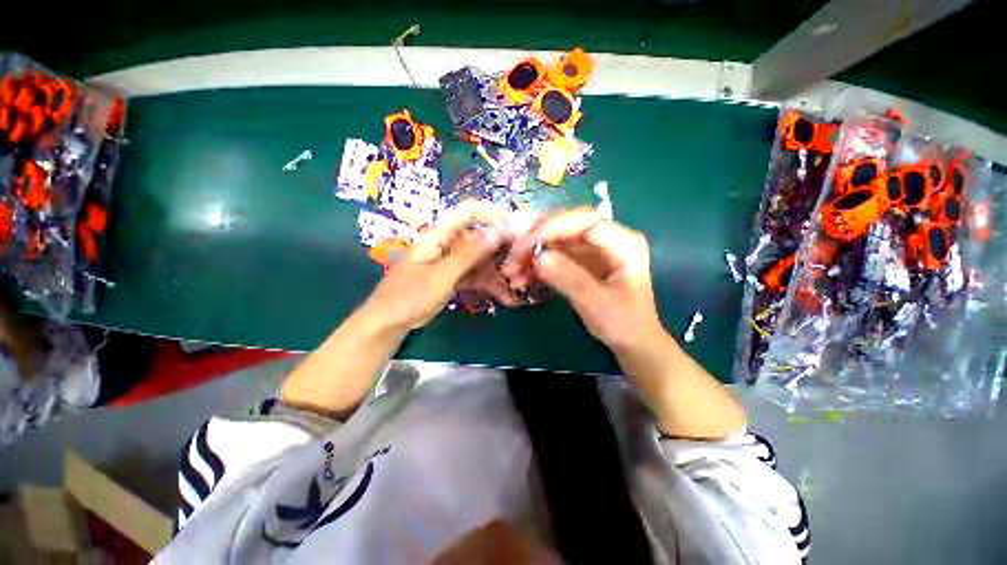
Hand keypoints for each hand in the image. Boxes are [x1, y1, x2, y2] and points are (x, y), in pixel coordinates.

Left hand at [363, 200, 512, 329]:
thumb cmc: (409, 296)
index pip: (468, 212)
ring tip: (517, 286)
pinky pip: (476, 275)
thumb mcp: (441, 275)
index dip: (492, 214)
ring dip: (499, 272)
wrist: (389, 323)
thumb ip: (469, 254)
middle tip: (523, 264)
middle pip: (480, 238)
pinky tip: (506, 296)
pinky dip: (489, 284)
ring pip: (481, 259)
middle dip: (502, 250)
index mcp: (439, 235)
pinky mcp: (454, 277)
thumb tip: (497, 231)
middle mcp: (449, 244)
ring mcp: (452, 262)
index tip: (515, 227)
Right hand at [502, 208, 663, 351]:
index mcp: (623, 243)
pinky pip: (554, 255)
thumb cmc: (624, 324)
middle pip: (565, 226)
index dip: (551, 227)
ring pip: (555, 240)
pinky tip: (522, 277)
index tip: (524, 246)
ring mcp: (593, 249)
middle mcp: (607, 239)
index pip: (584, 220)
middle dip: (535, 240)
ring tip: (512, 273)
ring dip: (531, 253)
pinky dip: (536, 264)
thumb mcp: (597, 304)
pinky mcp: (581, 260)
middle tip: (512, 260)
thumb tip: (538, 257)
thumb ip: (569, 279)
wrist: (632, 341)